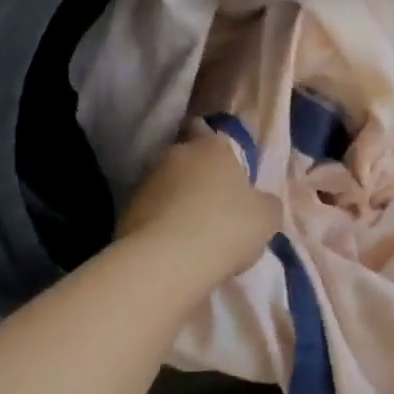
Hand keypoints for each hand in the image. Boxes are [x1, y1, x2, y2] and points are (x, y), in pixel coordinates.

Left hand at [116, 135, 281, 289]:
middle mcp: (176, 154)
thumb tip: (260, 201)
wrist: (169, 261)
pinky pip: (151, 212)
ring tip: (193, 234)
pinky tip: (174, 248)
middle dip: (199, 179)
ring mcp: (146, 181)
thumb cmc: (228, 228)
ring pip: (167, 186)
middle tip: (215, 207)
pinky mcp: (127, 210)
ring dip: (178, 202)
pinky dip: (161, 224)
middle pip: (188, 161)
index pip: (210, 133)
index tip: (228, 175)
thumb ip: (266, 203)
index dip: (220, 153)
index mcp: (212, 147)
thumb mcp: (267, 218)